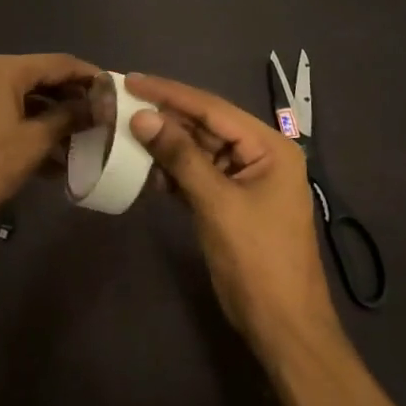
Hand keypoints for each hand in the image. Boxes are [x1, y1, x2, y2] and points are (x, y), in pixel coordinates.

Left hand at [0, 53, 98, 228]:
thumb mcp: (35, 141)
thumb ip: (69, 117)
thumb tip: (97, 106)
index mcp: (4, 70)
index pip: (57, 62)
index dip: (88, 75)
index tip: (115, 89)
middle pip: (42, 77)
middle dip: (72, 97)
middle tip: (103, 114)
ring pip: (27, 98)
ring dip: (55, 117)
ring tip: (86, 137)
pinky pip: (11, 113)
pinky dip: (34, 127)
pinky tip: (57, 156)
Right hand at [126, 73, 339, 354]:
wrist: (282, 326)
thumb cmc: (256, 259)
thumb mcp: (216, 202)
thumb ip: (180, 156)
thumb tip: (143, 117)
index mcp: (269, 147)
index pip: (212, 108)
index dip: (170, 93)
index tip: (131, 79)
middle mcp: (261, 155)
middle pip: (206, 126)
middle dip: (166, 117)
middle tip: (122, 101)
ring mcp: (247, 180)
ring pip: (200, 150)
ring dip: (166, 145)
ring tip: (125, 130)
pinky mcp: (233, 202)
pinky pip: (199, 175)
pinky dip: (174, 172)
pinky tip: (145, 168)